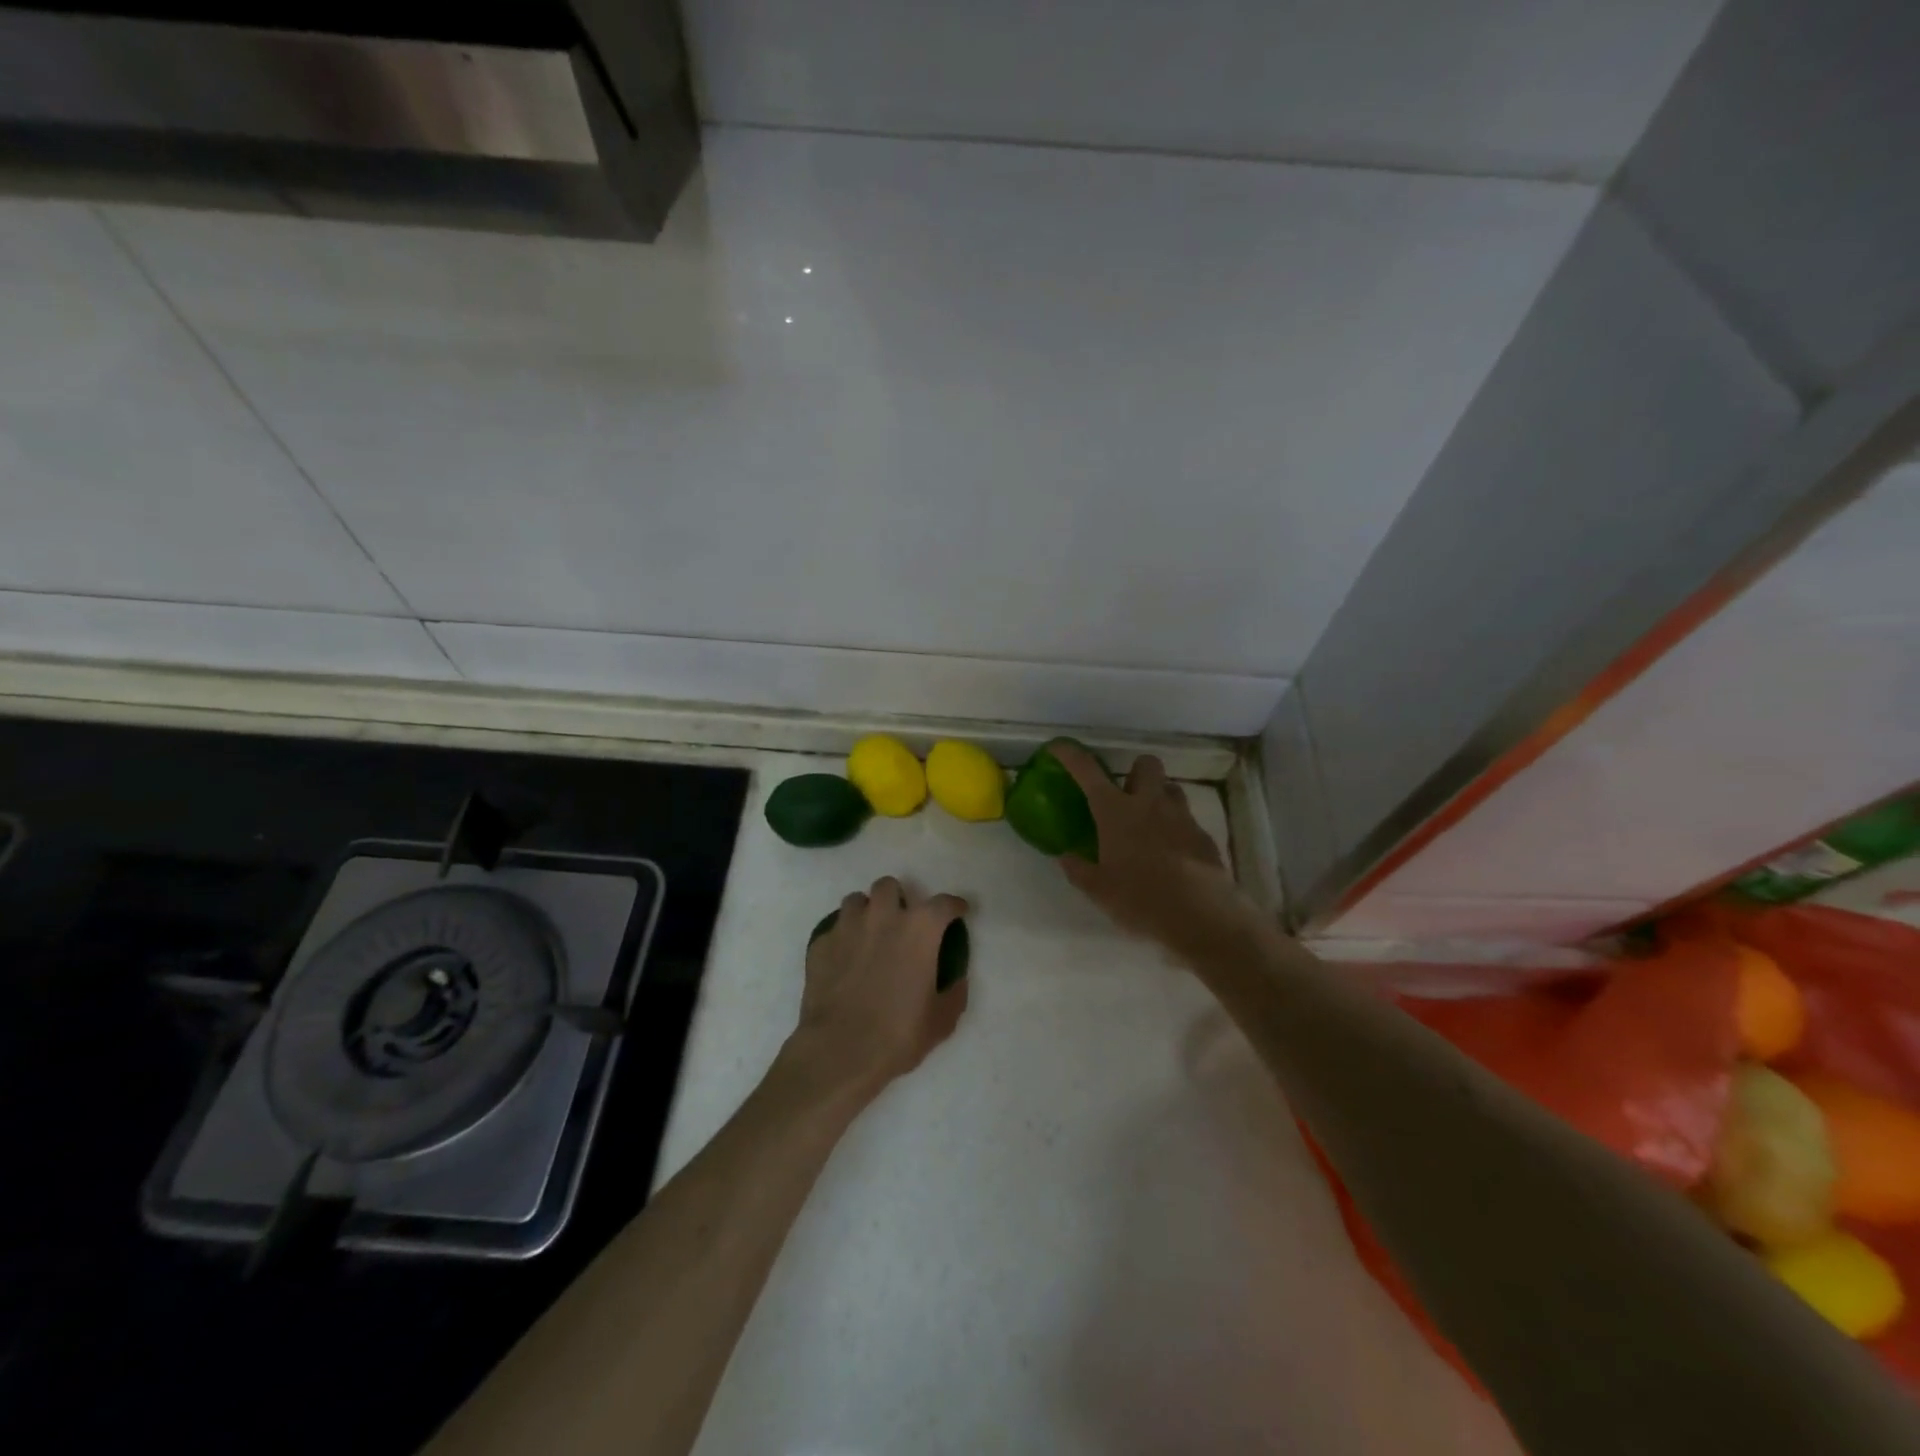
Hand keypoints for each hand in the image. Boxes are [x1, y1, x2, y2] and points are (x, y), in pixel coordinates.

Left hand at [785, 877, 969, 1107]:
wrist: (840, 1051)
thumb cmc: (898, 1034)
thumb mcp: (942, 1019)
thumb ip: (954, 991)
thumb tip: (955, 978)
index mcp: (919, 929)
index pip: (943, 903)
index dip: (954, 906)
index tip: (957, 912)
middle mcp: (883, 916)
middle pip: (889, 886)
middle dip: (898, 898)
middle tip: (902, 921)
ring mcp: (847, 927)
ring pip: (856, 900)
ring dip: (867, 912)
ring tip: (870, 934)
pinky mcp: (821, 944)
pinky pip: (833, 929)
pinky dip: (842, 938)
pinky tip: (845, 959)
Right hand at [1050, 744, 1255, 962]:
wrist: (1201, 917)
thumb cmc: (1140, 900)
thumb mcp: (1098, 891)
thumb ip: (1079, 869)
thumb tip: (1066, 857)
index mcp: (1116, 812)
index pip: (1088, 771)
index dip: (1071, 755)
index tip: (1059, 747)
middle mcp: (1149, 804)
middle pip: (1146, 764)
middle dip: (1134, 771)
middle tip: (1124, 795)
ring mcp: (1181, 817)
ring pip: (1171, 788)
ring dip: (1158, 796)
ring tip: (1149, 823)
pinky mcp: (1204, 836)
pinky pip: (1187, 819)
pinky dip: (1176, 828)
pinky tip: (1171, 854)